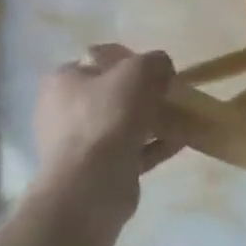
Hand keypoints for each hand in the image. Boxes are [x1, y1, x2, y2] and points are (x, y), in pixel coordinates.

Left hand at [32, 45, 178, 225]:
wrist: (91, 186)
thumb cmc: (108, 116)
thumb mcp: (140, 70)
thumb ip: (156, 61)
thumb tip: (161, 70)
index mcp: (63, 81)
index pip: (100, 59)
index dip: (131, 59)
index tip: (154, 70)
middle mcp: (63, 111)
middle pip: (113, 93)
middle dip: (145, 93)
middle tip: (169, 94)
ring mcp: (78, 145)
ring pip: (123, 123)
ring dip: (153, 120)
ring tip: (182, 118)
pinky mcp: (96, 172)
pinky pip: (131, 151)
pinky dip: (154, 145)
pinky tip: (180, 141)